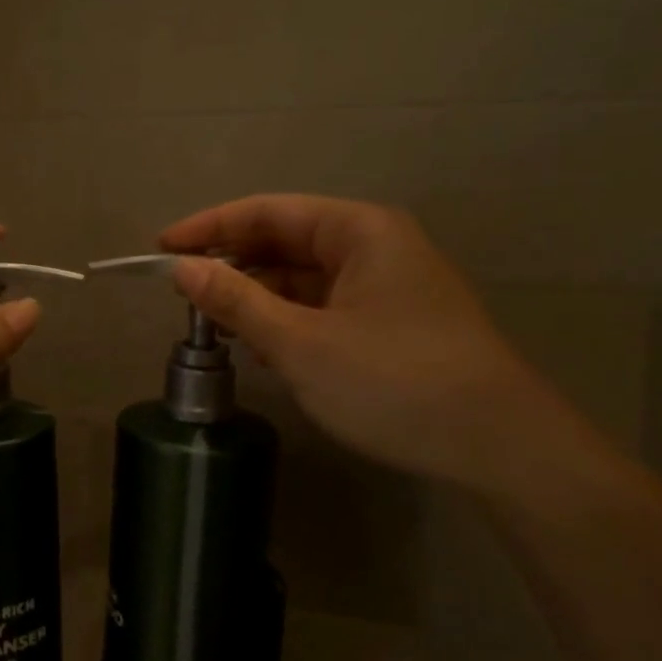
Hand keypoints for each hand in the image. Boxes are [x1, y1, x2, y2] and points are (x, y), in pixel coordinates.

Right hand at [161, 194, 586, 493]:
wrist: (501, 448)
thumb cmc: (395, 382)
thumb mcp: (302, 343)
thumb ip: (236, 302)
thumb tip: (181, 269)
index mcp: (358, 230)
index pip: (266, 212)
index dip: (209, 228)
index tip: (161, 250)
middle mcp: (374, 245)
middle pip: (285, 240)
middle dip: (232, 264)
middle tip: (182, 293)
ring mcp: (387, 285)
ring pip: (303, 276)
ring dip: (258, 296)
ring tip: (214, 324)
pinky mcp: (393, 321)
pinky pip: (324, 305)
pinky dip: (287, 320)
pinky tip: (261, 347)